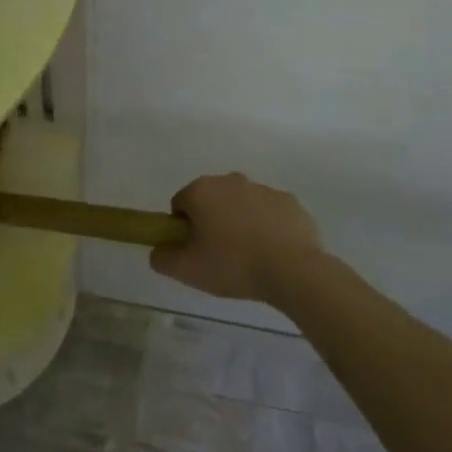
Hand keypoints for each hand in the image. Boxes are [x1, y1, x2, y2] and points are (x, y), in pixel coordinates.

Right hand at [153, 173, 322, 303]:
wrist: (293, 271)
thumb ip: (162, 258)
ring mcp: (263, 189)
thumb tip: (158, 250)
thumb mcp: (186, 270)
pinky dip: (267, 227)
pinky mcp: (290, 202)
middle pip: (211, 201)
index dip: (183, 229)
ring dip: (239, 224)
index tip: (195, 252)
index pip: (180, 205)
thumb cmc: (233, 265)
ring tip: (249, 258)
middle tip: (219, 256)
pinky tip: (273, 253)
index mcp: (201, 190)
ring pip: (241, 206)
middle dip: (211, 223)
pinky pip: (269, 213)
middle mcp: (230, 180)